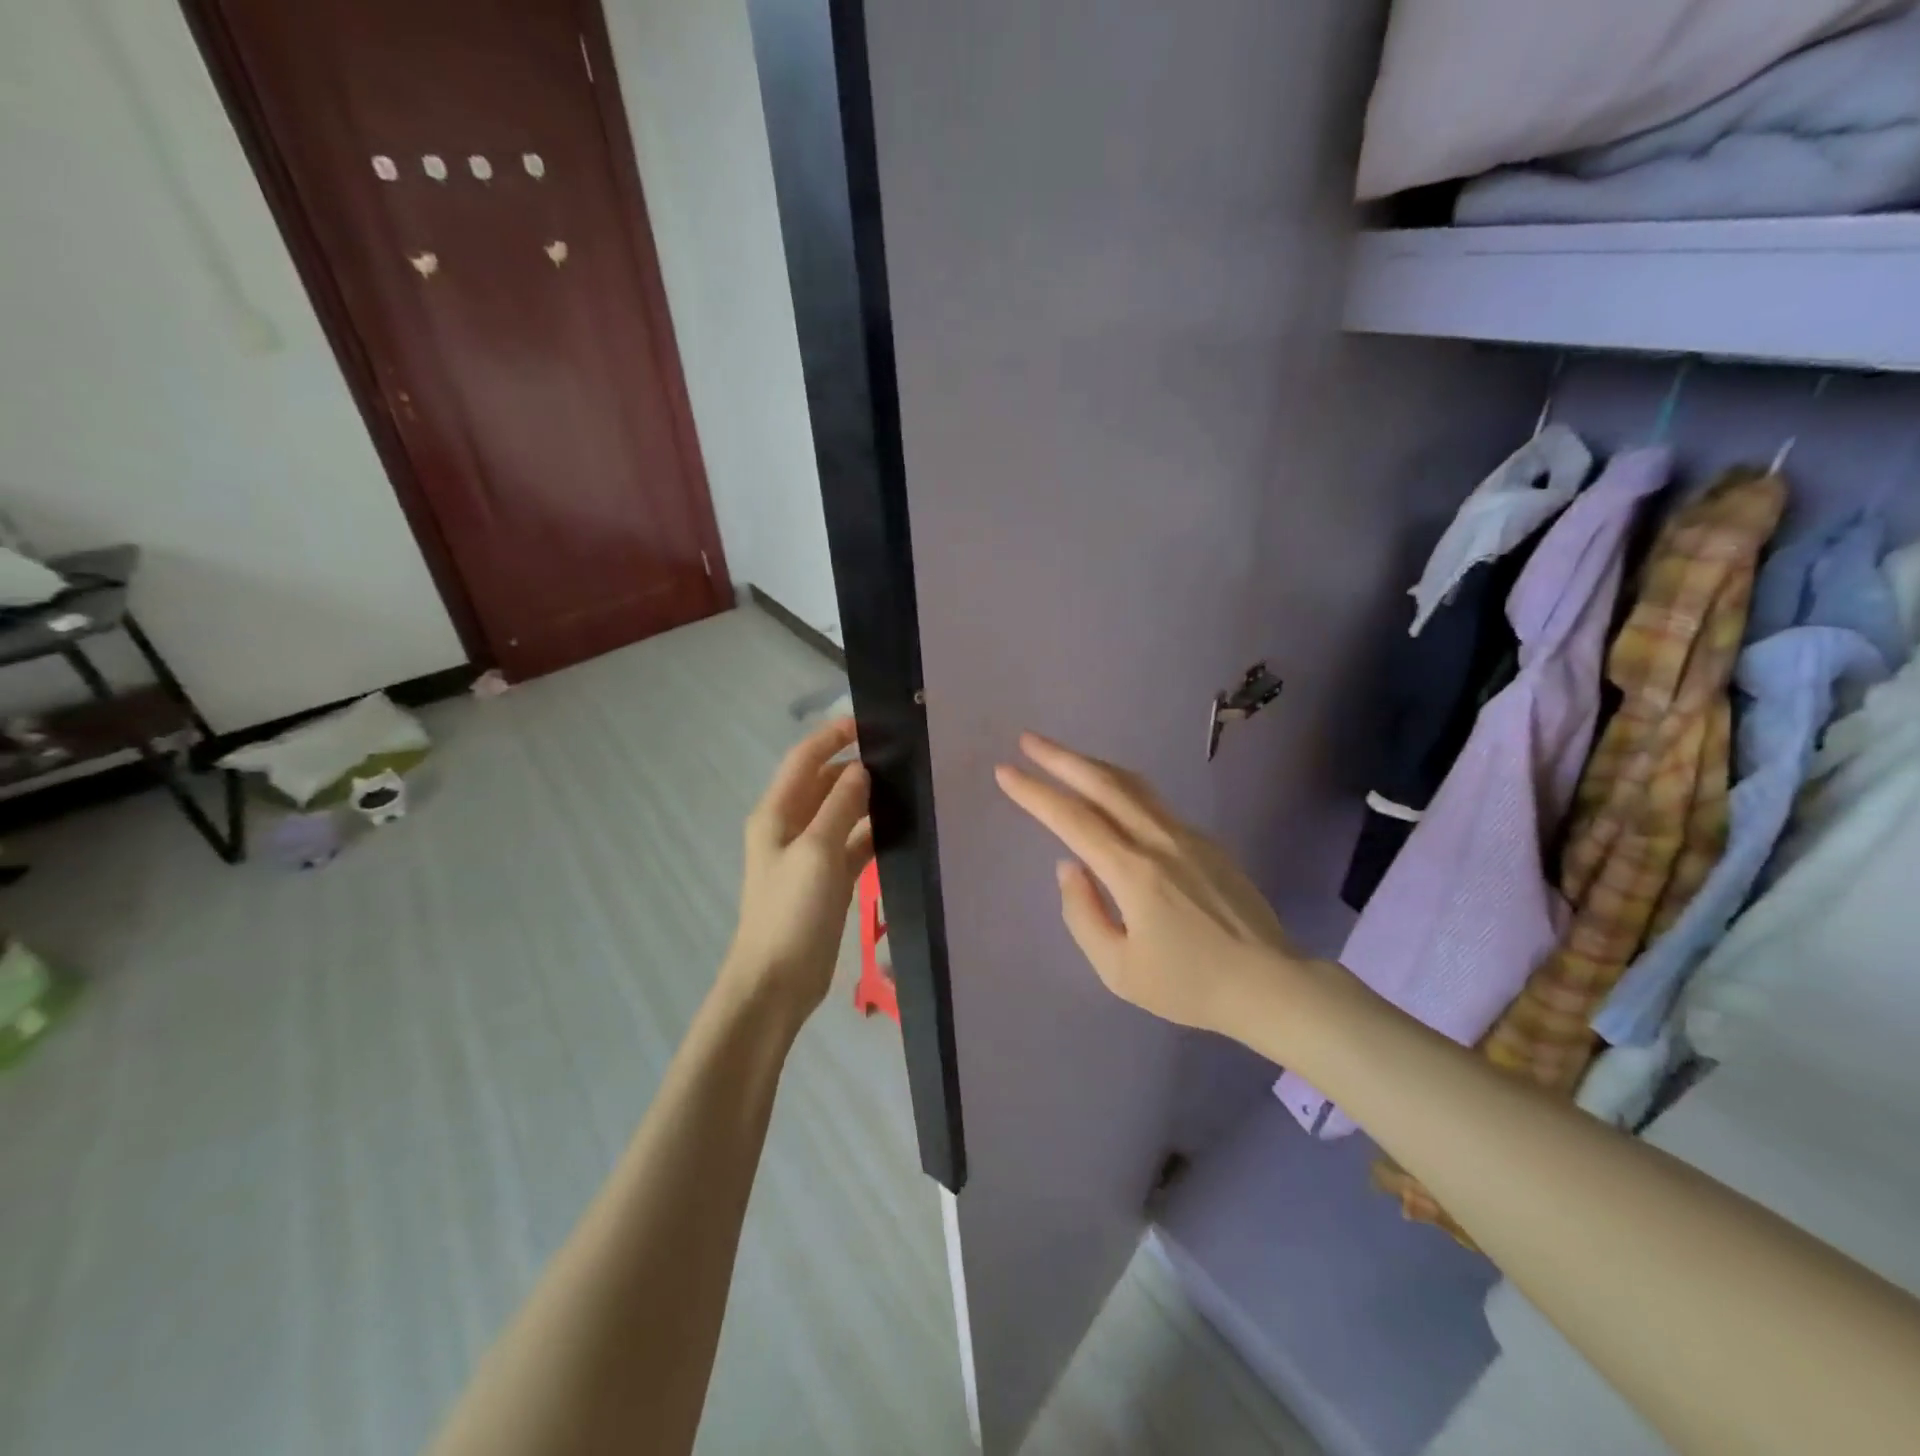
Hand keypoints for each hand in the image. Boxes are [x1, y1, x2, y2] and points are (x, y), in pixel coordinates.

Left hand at [723, 717, 873, 1021]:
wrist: (777, 981)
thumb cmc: (791, 910)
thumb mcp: (817, 851)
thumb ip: (840, 806)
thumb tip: (860, 769)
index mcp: (776, 813)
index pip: (804, 759)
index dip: (832, 736)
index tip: (869, 722)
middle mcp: (790, 827)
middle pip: (823, 784)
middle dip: (854, 767)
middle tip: (900, 756)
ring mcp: (810, 855)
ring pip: (841, 814)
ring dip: (866, 800)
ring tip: (907, 786)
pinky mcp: (828, 880)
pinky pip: (852, 844)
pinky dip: (871, 833)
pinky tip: (901, 827)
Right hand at [994, 733, 1302, 1036]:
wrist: (1271, 984)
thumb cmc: (1189, 985)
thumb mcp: (1119, 969)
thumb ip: (1083, 913)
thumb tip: (1068, 866)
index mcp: (1133, 872)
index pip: (1072, 820)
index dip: (1034, 793)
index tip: (1005, 771)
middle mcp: (1159, 840)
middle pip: (1103, 784)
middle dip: (1060, 758)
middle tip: (1027, 741)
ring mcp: (1187, 835)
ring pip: (1132, 785)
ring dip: (1092, 765)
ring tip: (1063, 757)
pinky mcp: (1206, 841)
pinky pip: (1153, 802)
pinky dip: (1120, 787)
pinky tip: (1110, 795)